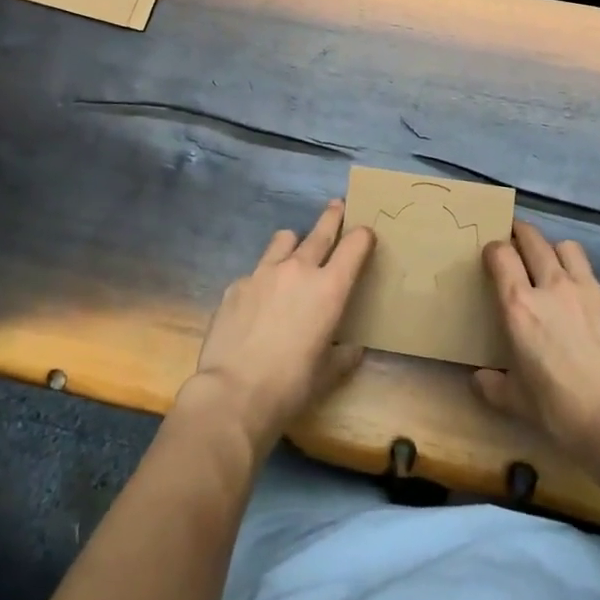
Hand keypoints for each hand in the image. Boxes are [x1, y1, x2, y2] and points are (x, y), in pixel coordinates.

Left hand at [178, 200, 374, 456]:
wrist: (234, 394)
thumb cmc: (291, 386)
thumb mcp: (327, 375)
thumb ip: (343, 356)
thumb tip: (352, 349)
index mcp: (329, 288)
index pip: (354, 246)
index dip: (363, 236)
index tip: (365, 233)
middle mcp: (299, 269)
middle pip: (321, 231)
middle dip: (332, 217)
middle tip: (337, 206)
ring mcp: (264, 272)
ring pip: (284, 239)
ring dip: (293, 242)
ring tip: (293, 252)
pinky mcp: (236, 284)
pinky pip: (256, 271)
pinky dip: (263, 278)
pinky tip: (258, 301)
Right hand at [474, 221, 599, 483]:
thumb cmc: (561, 408)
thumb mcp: (518, 402)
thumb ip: (494, 385)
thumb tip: (479, 380)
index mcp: (520, 305)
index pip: (501, 254)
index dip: (493, 249)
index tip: (491, 255)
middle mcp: (552, 285)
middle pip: (533, 239)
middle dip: (521, 233)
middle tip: (517, 240)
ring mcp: (588, 290)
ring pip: (568, 247)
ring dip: (556, 250)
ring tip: (554, 265)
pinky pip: (595, 280)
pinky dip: (585, 285)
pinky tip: (588, 307)